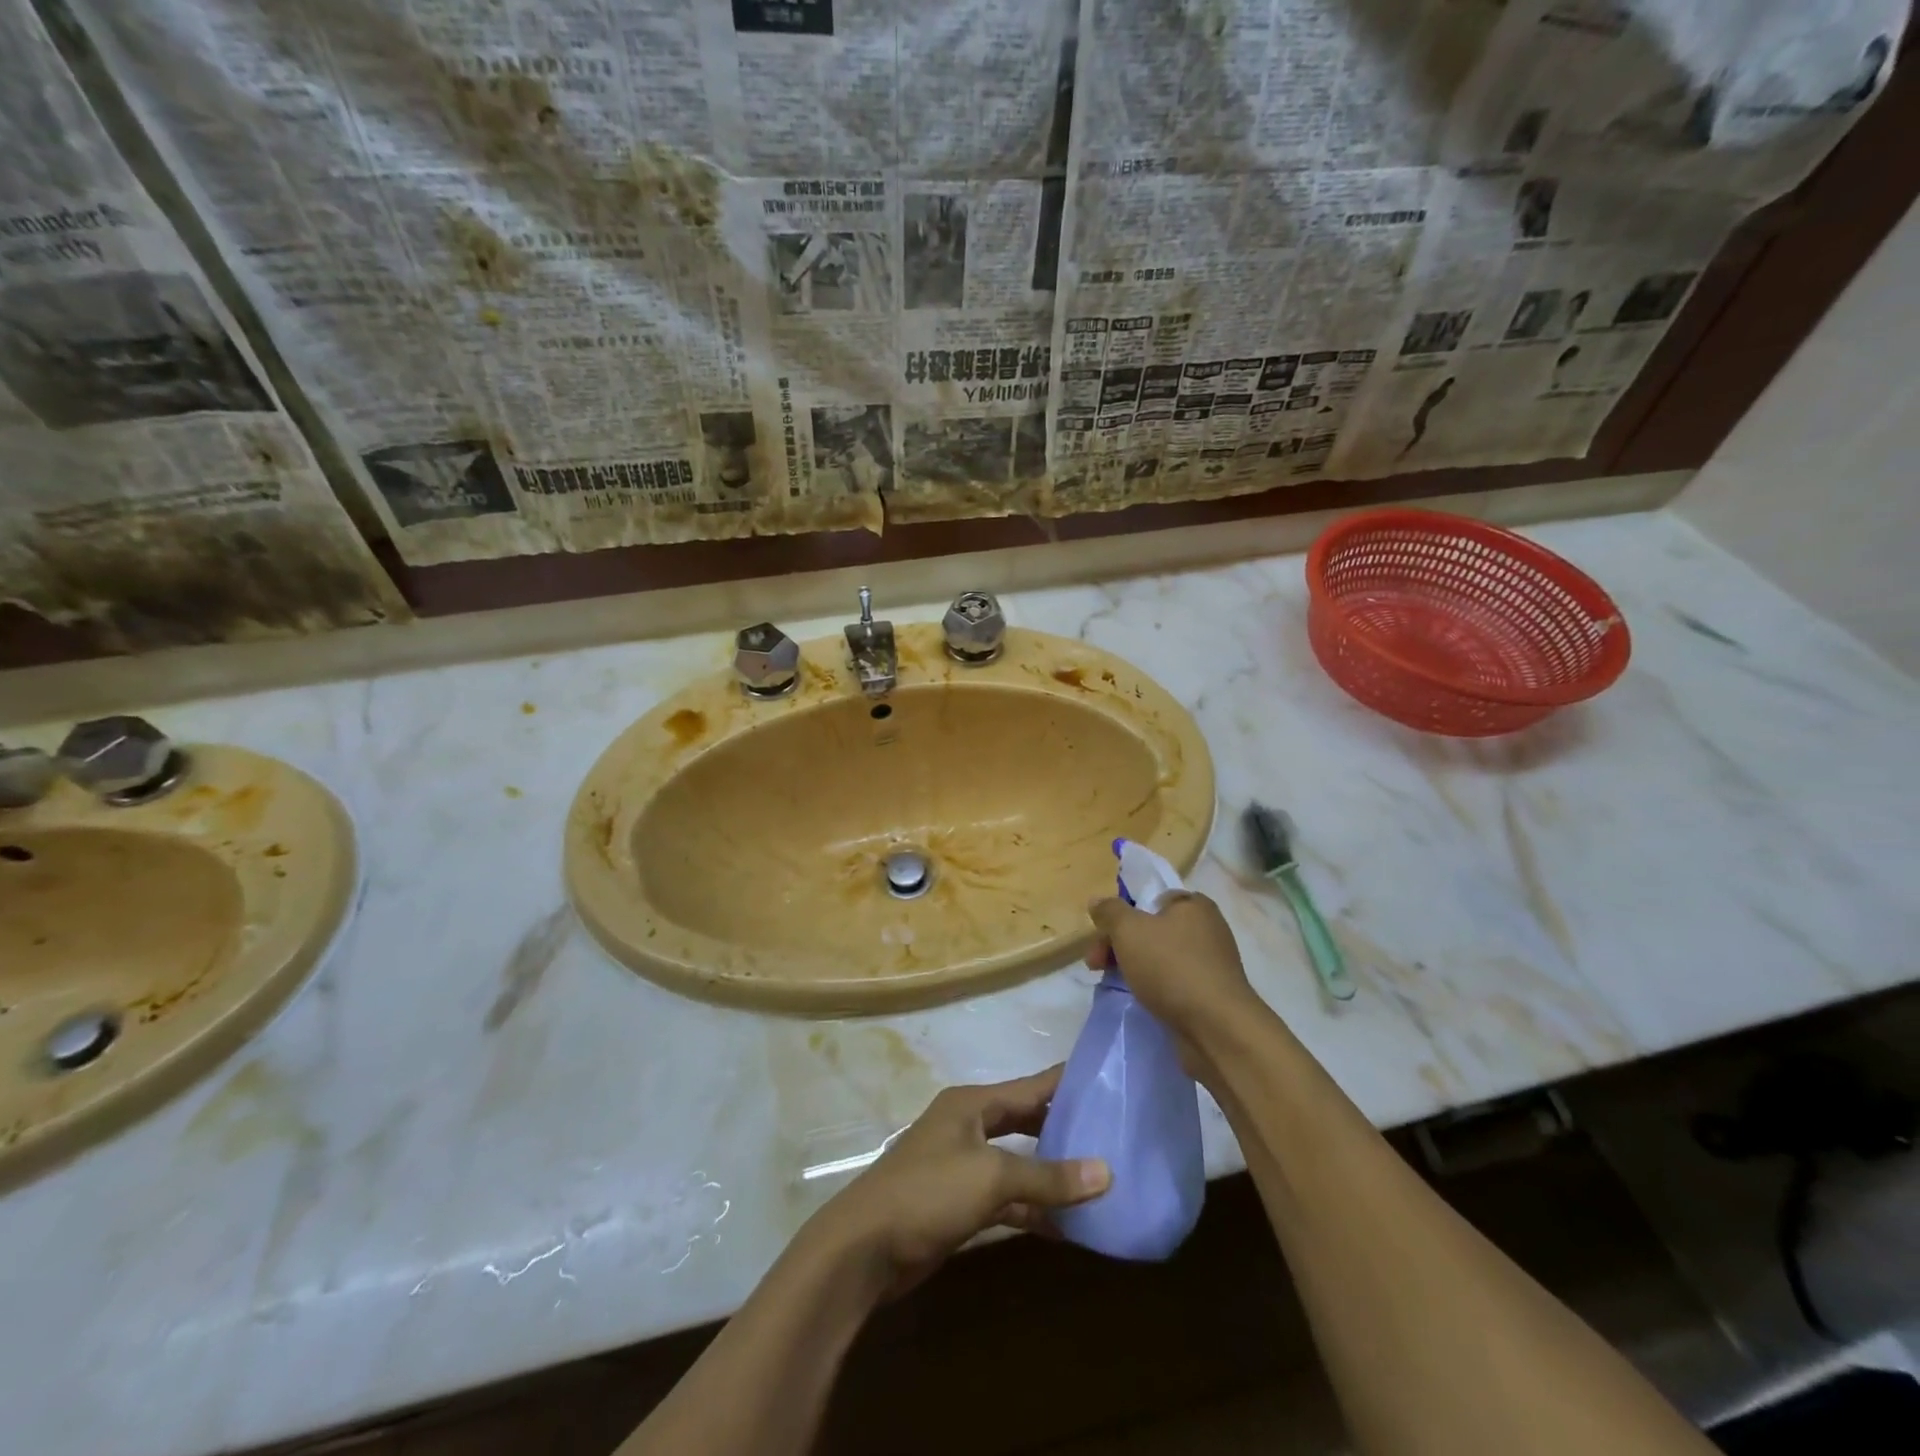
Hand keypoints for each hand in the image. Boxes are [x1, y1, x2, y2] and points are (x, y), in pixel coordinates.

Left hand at [809, 1066, 1109, 1300]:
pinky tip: (1066, 1224)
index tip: (1106, 1080)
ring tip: (1098, 1179)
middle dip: (1062, 1128)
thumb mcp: (991, 1177)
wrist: (865, 1247)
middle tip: (1110, 1133)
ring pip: (1017, 1161)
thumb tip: (1106, 1172)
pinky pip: (1006, 1197)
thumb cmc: (928, 1192)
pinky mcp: (959, 1203)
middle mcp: (967, 1126)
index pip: (1029, 1087)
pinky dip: (1032, 1207)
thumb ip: (1048, 1176)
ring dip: (1050, 1173)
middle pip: (1024, 1121)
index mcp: (972, 1104)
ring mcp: (961, 1165)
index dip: (1065, 1084)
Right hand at [1087, 892, 1257, 1067]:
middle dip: (1120, 945)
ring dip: (1134, 968)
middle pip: (1152, 930)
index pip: (1151, 900)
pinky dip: (1155, 989)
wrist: (1216, 1028)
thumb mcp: (1129, 930)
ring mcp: (1211, 964)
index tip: (1102, 936)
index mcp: (1193, 906)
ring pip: (1160, 959)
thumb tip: (1097, 901)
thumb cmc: (1171, 967)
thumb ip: (1110, 911)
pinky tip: (1142, 1001)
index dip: (1122, 915)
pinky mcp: (1211, 995)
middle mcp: (1207, 930)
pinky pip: (1174, 984)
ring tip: (1114, 985)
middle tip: (1095, 965)